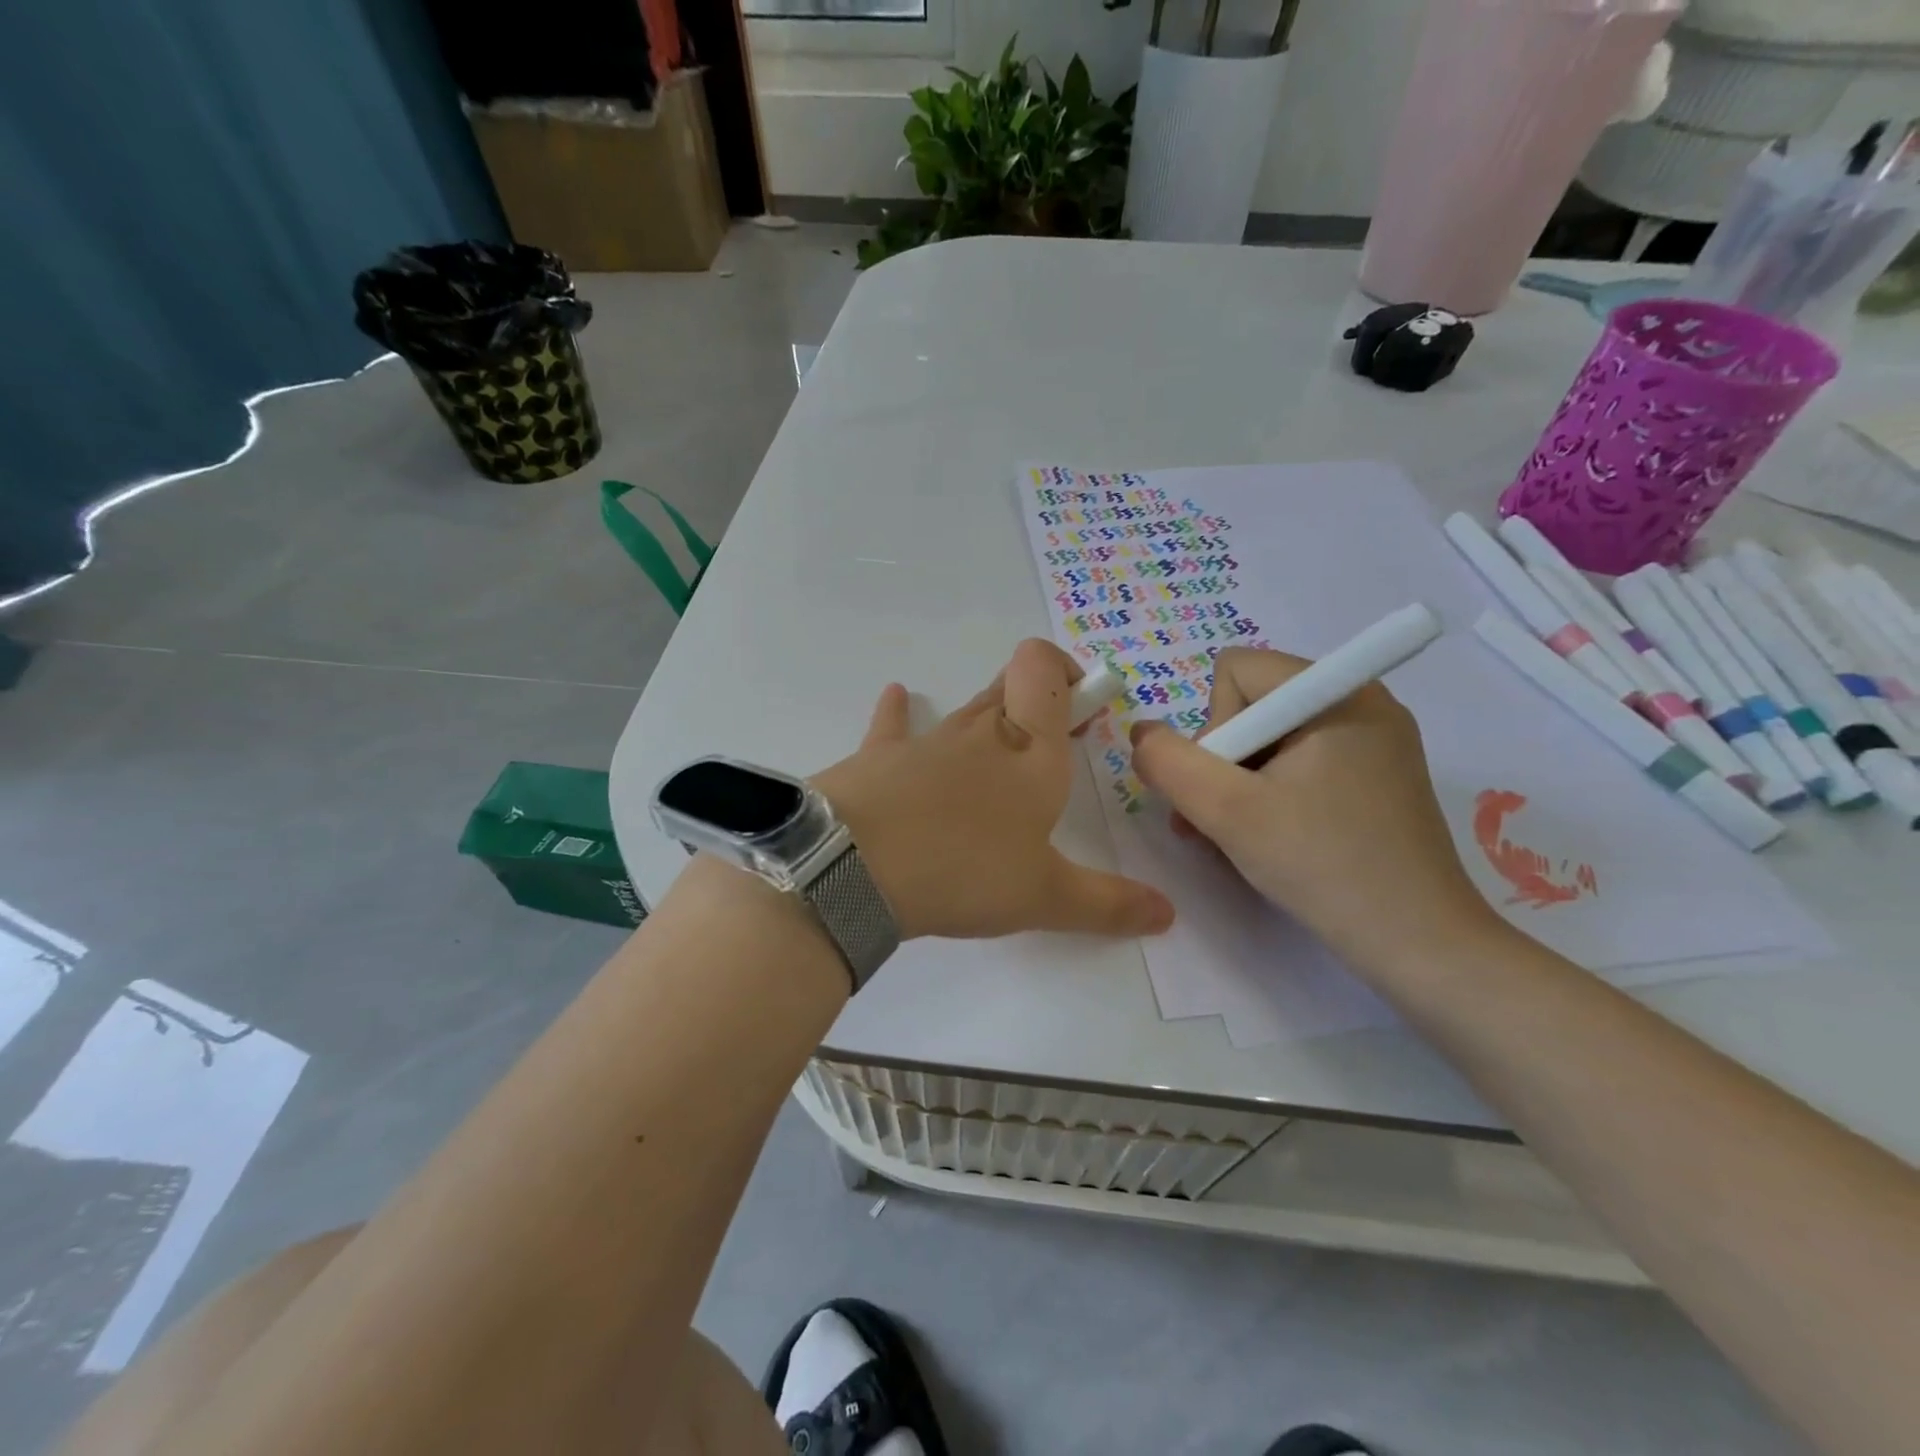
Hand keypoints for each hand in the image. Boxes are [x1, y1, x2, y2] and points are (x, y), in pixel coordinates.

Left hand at [812, 640, 1174, 941]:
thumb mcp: (1044, 898)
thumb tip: (1168, 914)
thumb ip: (1108, 905)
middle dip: (1038, 700)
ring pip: (964, 710)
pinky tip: (895, 697)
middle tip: (1055, 737)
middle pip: (1011, 687)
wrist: (855, 866)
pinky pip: (892, 725)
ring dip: (985, 717)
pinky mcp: (877, 758)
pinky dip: (897, 712)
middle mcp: (980, 733)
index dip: (1065, 672)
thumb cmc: (964, 870)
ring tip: (995, 747)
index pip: (1044, 672)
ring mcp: (925, 741)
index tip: (1084, 708)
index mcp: (1029, 753)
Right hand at [1128, 648, 1498, 972]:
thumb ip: (1168, 762)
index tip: (1227, 788)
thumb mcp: (1226, 812)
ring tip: (1237, 836)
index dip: (1212, 728)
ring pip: (1270, 737)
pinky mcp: (1378, 774)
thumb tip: (1142, 733)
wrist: (1419, 944)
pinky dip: (1271, 792)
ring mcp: (1374, 739)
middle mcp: (1360, 700)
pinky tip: (1272, 835)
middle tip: (1220, 819)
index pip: (1235, 672)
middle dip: (1222, 760)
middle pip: (1251, 703)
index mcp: (1335, 691)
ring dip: (1240, 783)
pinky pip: (1300, 761)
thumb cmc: (1322, 865)